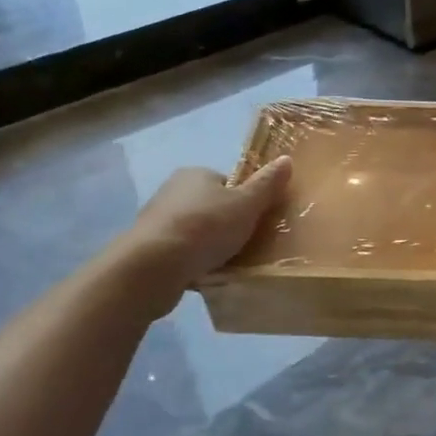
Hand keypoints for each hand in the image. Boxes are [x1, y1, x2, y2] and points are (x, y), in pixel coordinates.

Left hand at [121, 157, 291, 317]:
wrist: (152, 267)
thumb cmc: (205, 227)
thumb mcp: (247, 204)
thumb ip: (267, 184)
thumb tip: (287, 159)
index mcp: (195, 174)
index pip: (227, 183)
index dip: (245, 200)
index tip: (255, 220)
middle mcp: (172, 191)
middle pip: (211, 207)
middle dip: (227, 224)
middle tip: (247, 244)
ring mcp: (157, 221)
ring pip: (195, 231)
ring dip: (209, 245)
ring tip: (228, 264)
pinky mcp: (149, 249)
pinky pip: (181, 253)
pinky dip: (193, 262)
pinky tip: (206, 276)